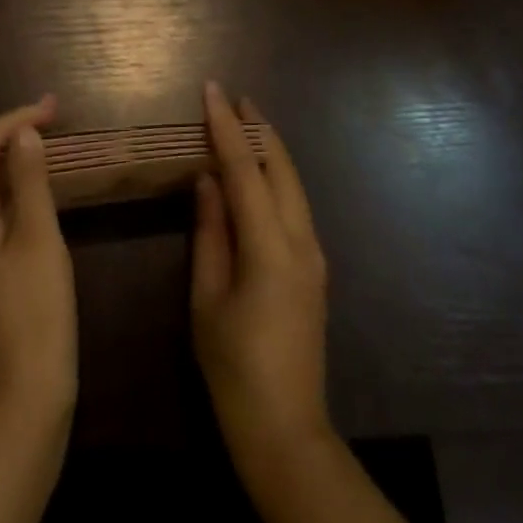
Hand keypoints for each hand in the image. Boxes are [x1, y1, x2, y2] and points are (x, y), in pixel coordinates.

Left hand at [0, 96, 76, 418]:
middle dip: (15, 133)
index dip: (15, 120)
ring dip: (18, 157)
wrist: (26, 391)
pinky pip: (0, 207)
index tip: (53, 108)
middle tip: (55, 115)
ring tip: (51, 138)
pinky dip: (20, 185)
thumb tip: (24, 134)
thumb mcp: (38, 237)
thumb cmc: (35, 309)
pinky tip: (43, 185)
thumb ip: (29, 181)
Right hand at [191, 82, 330, 455]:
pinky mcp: (315, 269)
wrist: (286, 432)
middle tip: (233, 97)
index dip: (226, 127)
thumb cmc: (234, 369)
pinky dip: (276, 176)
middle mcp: (301, 241)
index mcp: (270, 248)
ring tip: (245, 122)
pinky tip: (258, 173)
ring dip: (270, 149)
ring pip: (294, 184)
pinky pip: (295, 205)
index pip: (245, 169)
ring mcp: (314, 255)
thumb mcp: (207, 299)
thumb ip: (209, 232)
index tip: (211, 90)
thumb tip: (207, 180)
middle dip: (258, 128)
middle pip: (281, 167)